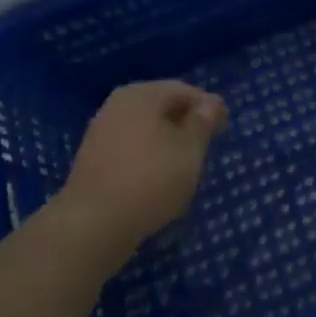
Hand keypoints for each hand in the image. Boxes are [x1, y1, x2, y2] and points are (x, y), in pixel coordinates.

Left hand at [52, 80, 226, 265]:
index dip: (207, 107)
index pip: (184, 90)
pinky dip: (148, 159)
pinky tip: (158, 181)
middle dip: (185, 125)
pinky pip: (130, 150)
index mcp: (141, 94)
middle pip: (162, 108)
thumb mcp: (190, 149)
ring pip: (146, 130)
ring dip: (167, 143)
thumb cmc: (150, 179)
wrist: (92, 226)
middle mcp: (117, 105)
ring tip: (184, 167)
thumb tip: (211, 103)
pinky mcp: (92, 161)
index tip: (223, 128)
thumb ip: (203, 122)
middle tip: (206, 146)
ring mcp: (101, 133)